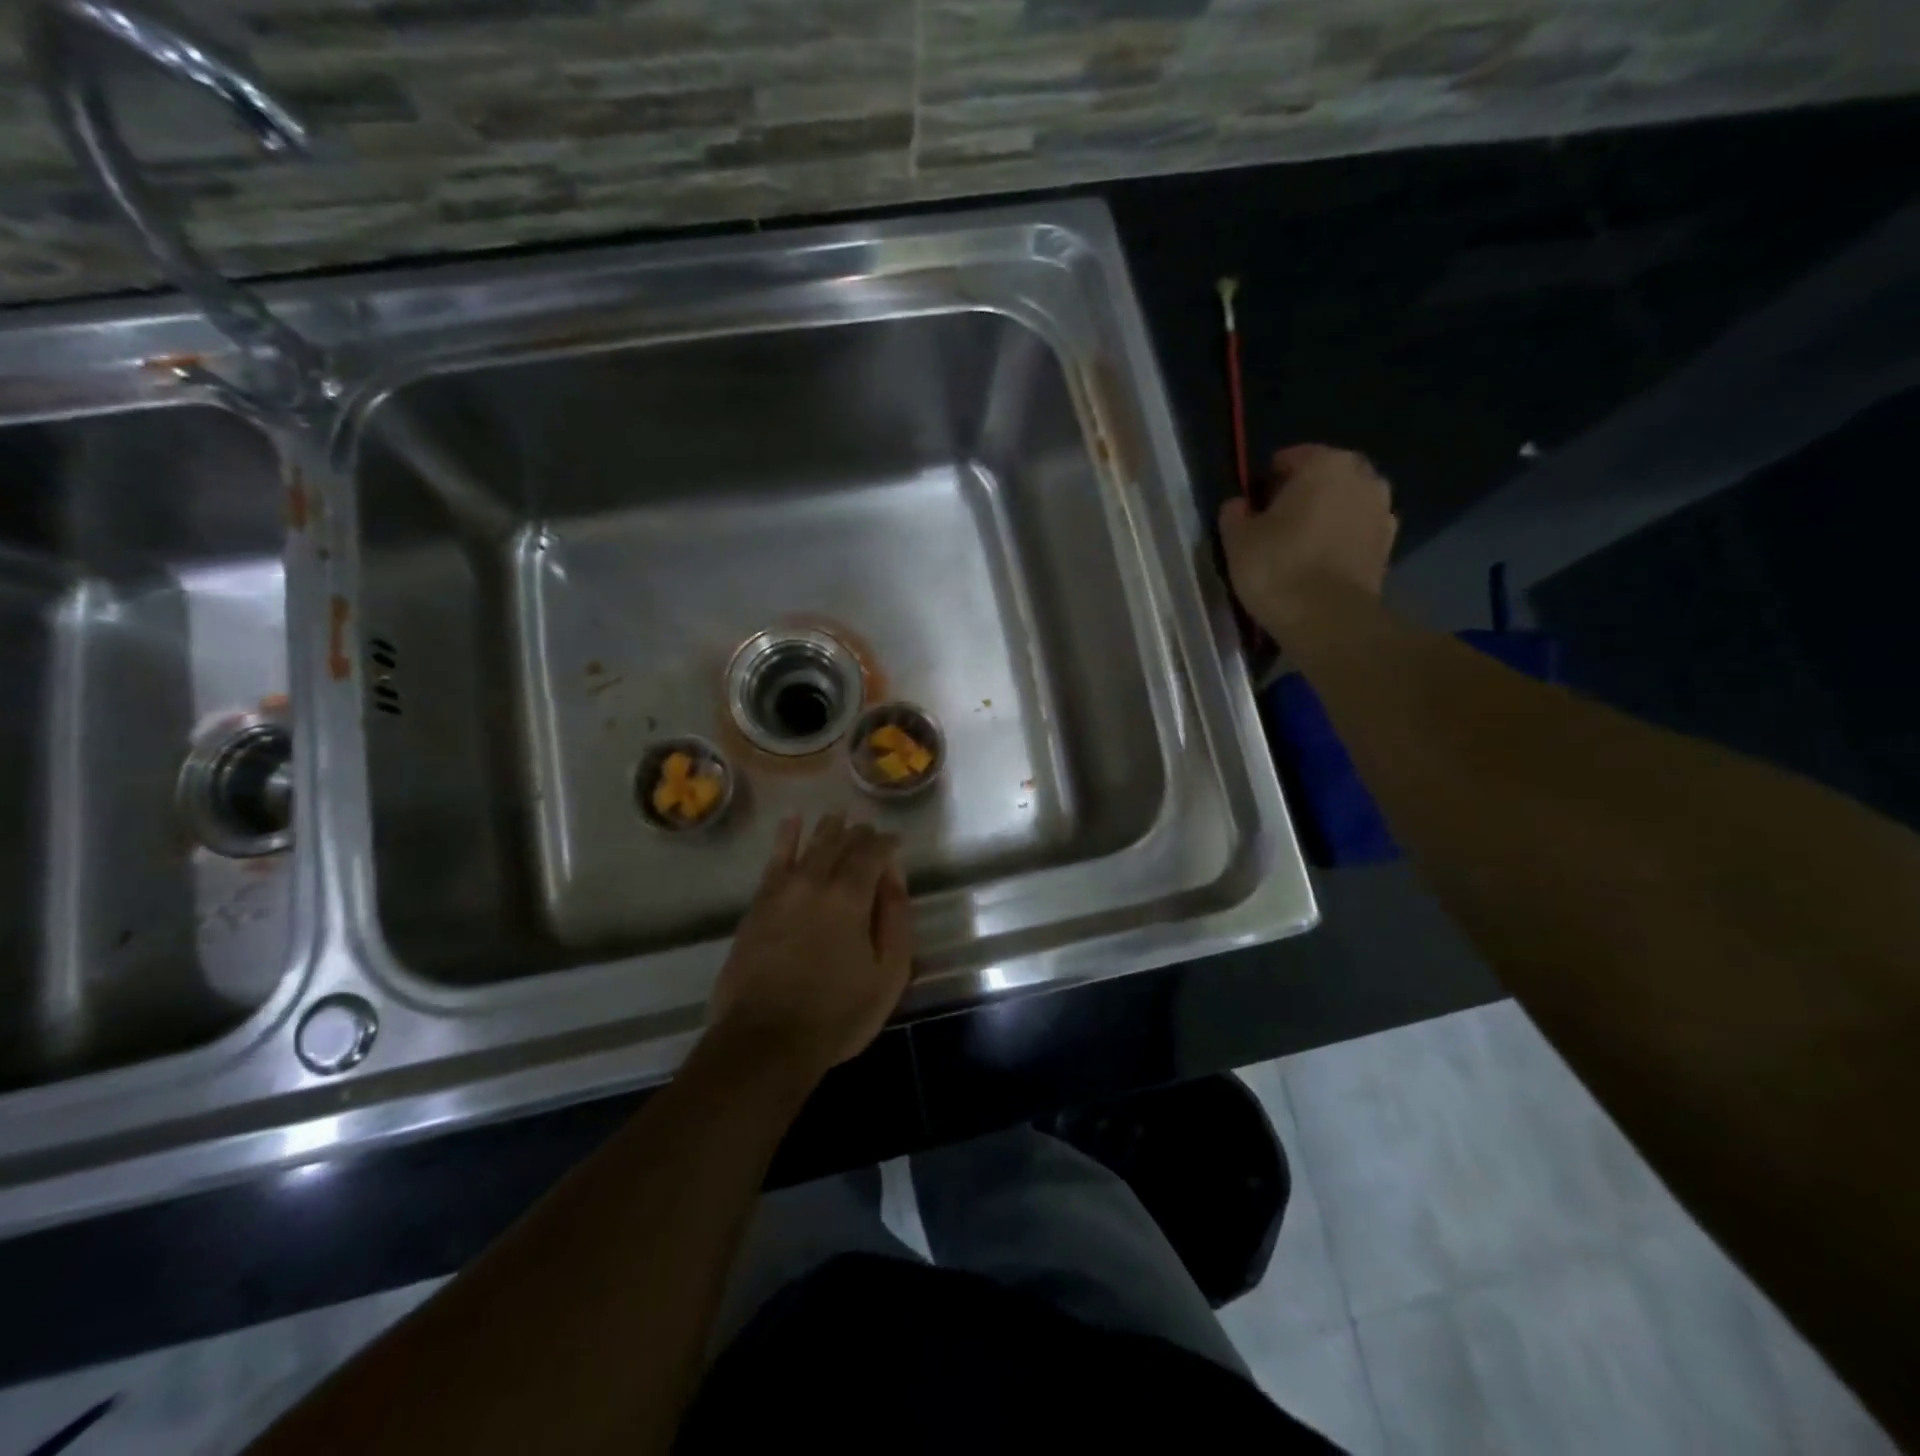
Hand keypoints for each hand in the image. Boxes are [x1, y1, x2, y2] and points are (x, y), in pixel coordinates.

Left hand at [707, 813, 913, 1079]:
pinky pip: (774, 861)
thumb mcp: (888, 974)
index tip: (895, 842)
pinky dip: (785, 838)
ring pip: (808, 846)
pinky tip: (791, 824)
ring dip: (826, 829)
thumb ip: (896, 919)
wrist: (764, 1040)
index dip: (886, 843)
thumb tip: (893, 877)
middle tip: (868, 829)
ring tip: (836, 815)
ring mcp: (781, 892)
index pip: (872, 852)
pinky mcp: (758, 906)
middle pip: (839, 844)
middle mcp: (815, 882)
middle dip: (858, 833)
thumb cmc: (837, 1014)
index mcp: (851, 896)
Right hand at [1218, 445, 1397, 640]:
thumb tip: (1240, 505)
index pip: (1292, 458)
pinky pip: (1356, 534)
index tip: (1253, 504)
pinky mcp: (1387, 548)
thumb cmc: (1277, 567)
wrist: (1327, 618)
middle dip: (1303, 494)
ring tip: (1298, 546)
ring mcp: (1382, 513)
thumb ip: (1235, 513)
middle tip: (1275, 523)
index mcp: (1325, 464)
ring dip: (1325, 517)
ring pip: (1344, 505)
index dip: (1268, 479)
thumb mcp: (1237, 539)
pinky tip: (1318, 564)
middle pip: (1325, 478)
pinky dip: (1340, 541)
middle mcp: (1363, 478)